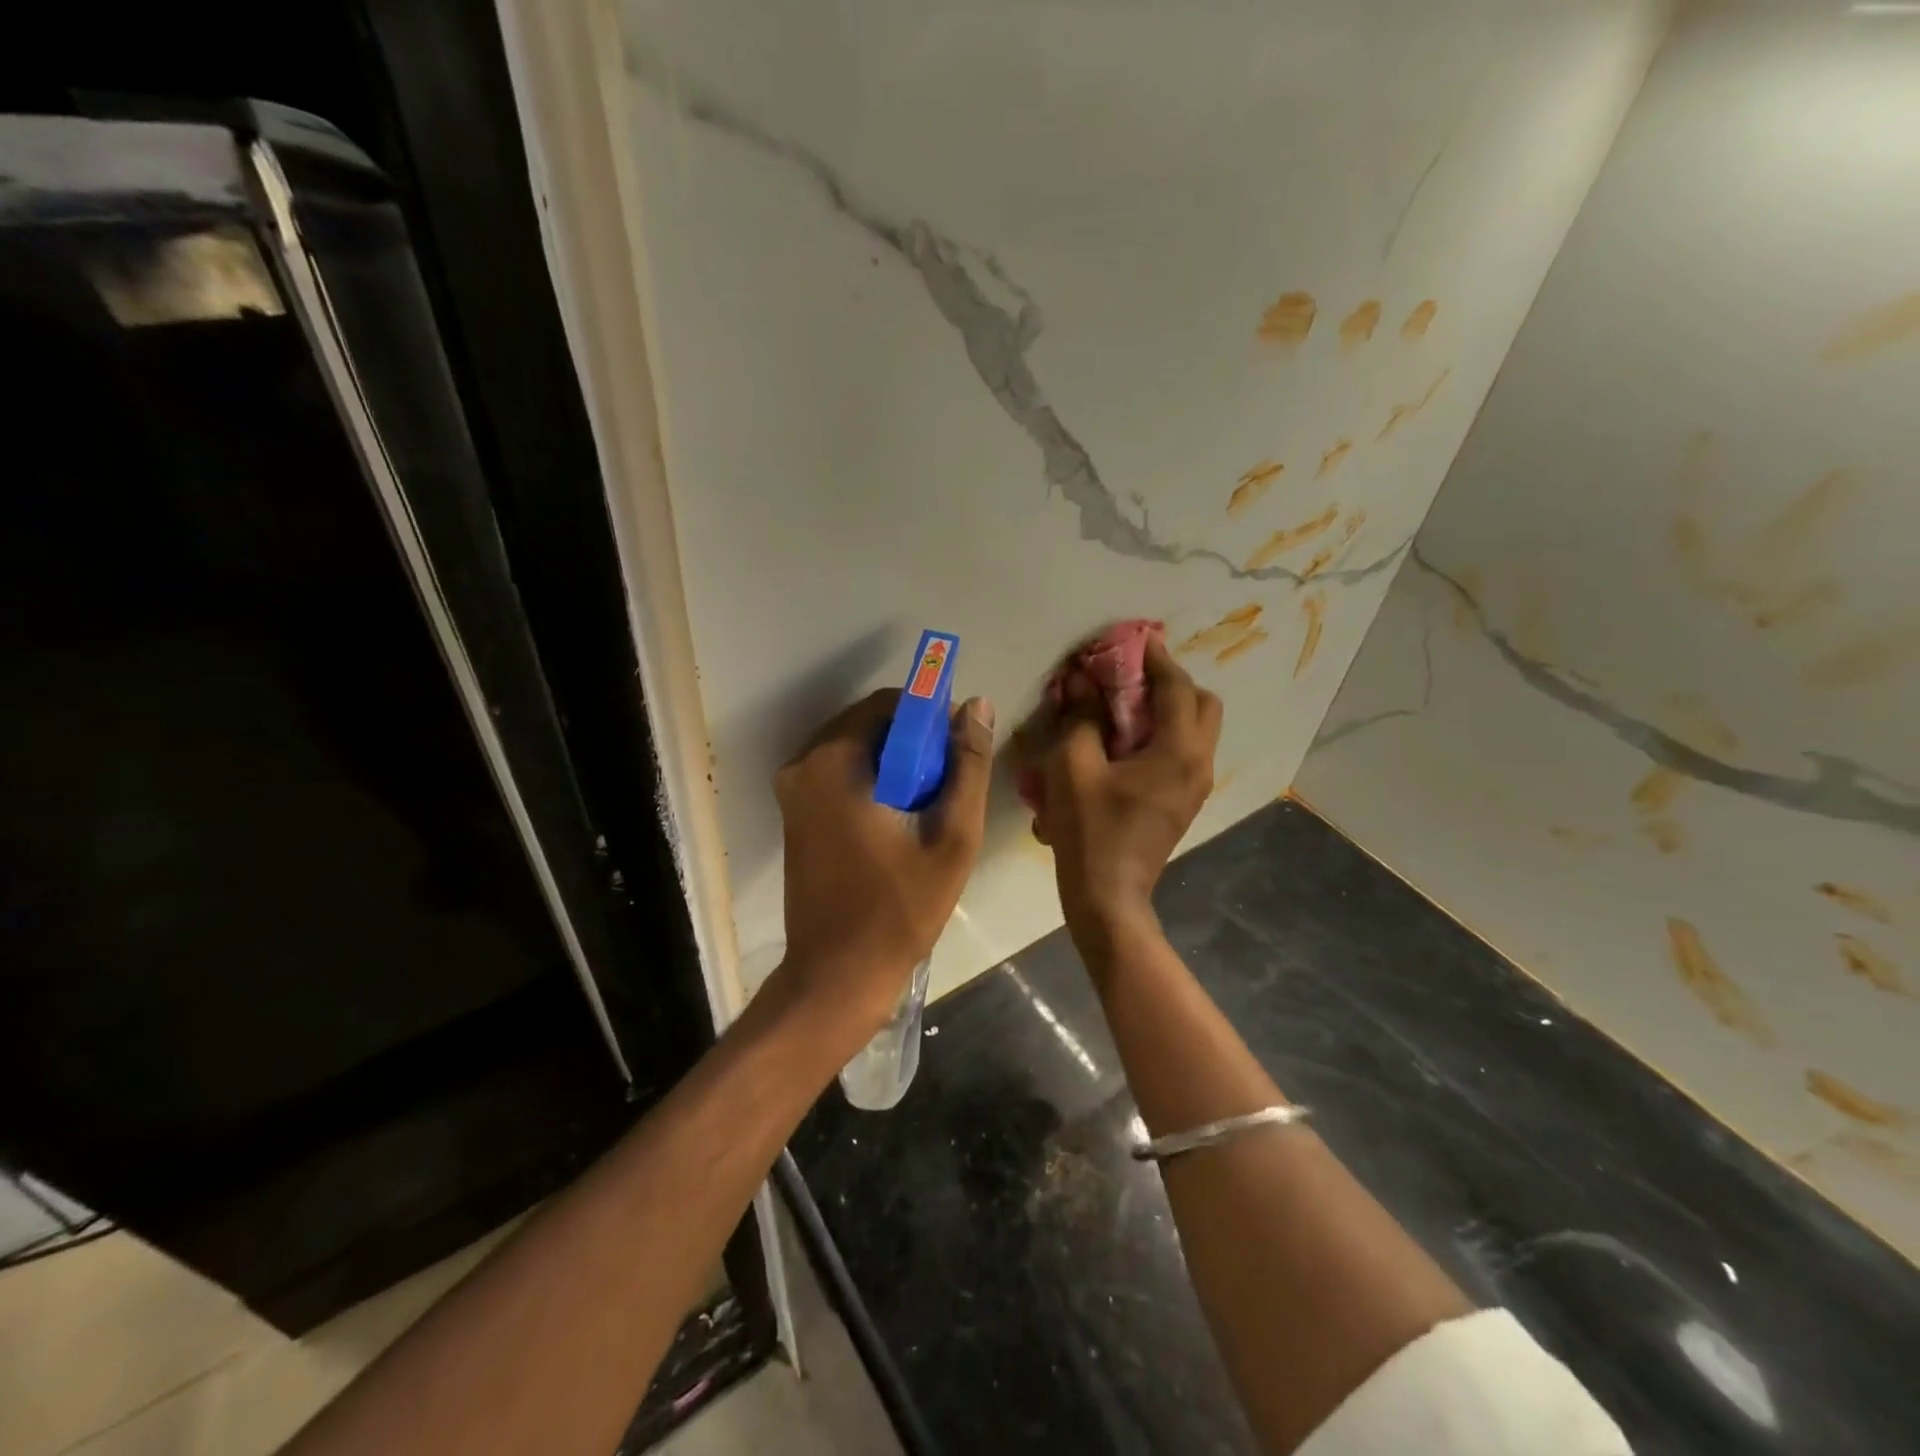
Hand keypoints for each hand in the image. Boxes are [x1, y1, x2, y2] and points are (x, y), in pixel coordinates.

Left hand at [773, 689, 994, 1031]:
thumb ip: (968, 766)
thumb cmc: (900, 908)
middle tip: (947, 784)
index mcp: (834, 762)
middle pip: (869, 725)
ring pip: (856, 750)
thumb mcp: (952, 837)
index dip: (931, 717)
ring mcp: (792, 791)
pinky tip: (897, 820)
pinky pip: (839, 774)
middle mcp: (802, 765)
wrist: (837, 975)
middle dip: (913, 743)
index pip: (890, 704)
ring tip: (927, 806)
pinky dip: (872, 782)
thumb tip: (976, 705)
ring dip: (895, 764)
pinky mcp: (793, 814)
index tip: (958, 750)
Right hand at [1032, 637, 1220, 938]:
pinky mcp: (1183, 802)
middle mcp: (1198, 763)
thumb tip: (1080, 679)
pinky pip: (1184, 752)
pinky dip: (1163, 734)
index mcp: (1179, 750)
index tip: (1134, 639)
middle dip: (1171, 682)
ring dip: (1168, 708)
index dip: (1155, 658)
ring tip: (1125, 706)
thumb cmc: (1089, 829)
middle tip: (1131, 678)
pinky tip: (1125, 742)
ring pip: (1196, 729)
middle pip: (1202, 704)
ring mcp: (1195, 786)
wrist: (1108, 896)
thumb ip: (1080, 716)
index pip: (1176, 686)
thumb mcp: (1074, 765)